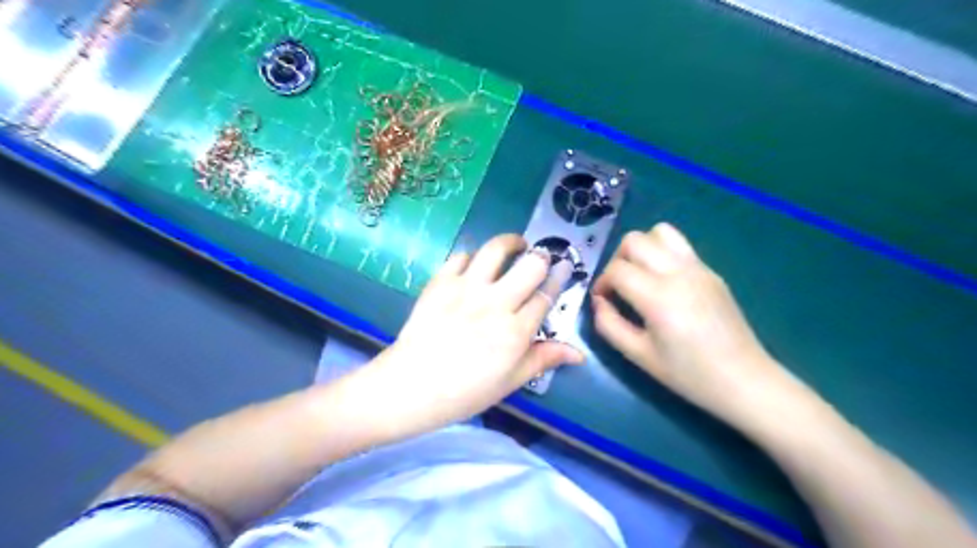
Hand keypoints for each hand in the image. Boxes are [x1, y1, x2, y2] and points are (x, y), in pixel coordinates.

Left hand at [363, 233, 577, 435]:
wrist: (411, 386)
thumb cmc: (465, 391)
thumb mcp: (510, 381)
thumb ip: (543, 360)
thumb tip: (579, 353)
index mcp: (516, 330)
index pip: (547, 295)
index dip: (559, 278)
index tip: (564, 268)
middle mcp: (496, 303)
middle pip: (530, 266)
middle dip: (541, 258)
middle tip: (539, 261)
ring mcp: (466, 289)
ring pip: (495, 250)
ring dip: (510, 243)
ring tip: (515, 246)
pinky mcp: (440, 283)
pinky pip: (460, 257)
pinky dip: (471, 258)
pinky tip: (473, 266)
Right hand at [591, 224, 787, 420]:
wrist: (744, 380)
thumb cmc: (688, 374)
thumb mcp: (638, 355)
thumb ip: (608, 325)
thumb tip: (598, 301)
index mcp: (658, 296)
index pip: (617, 269)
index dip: (601, 282)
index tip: (602, 300)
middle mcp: (678, 272)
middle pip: (635, 240)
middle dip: (617, 259)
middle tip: (619, 286)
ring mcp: (699, 268)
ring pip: (660, 232)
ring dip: (641, 248)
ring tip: (640, 276)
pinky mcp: (711, 272)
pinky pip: (680, 246)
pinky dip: (662, 254)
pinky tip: (664, 283)